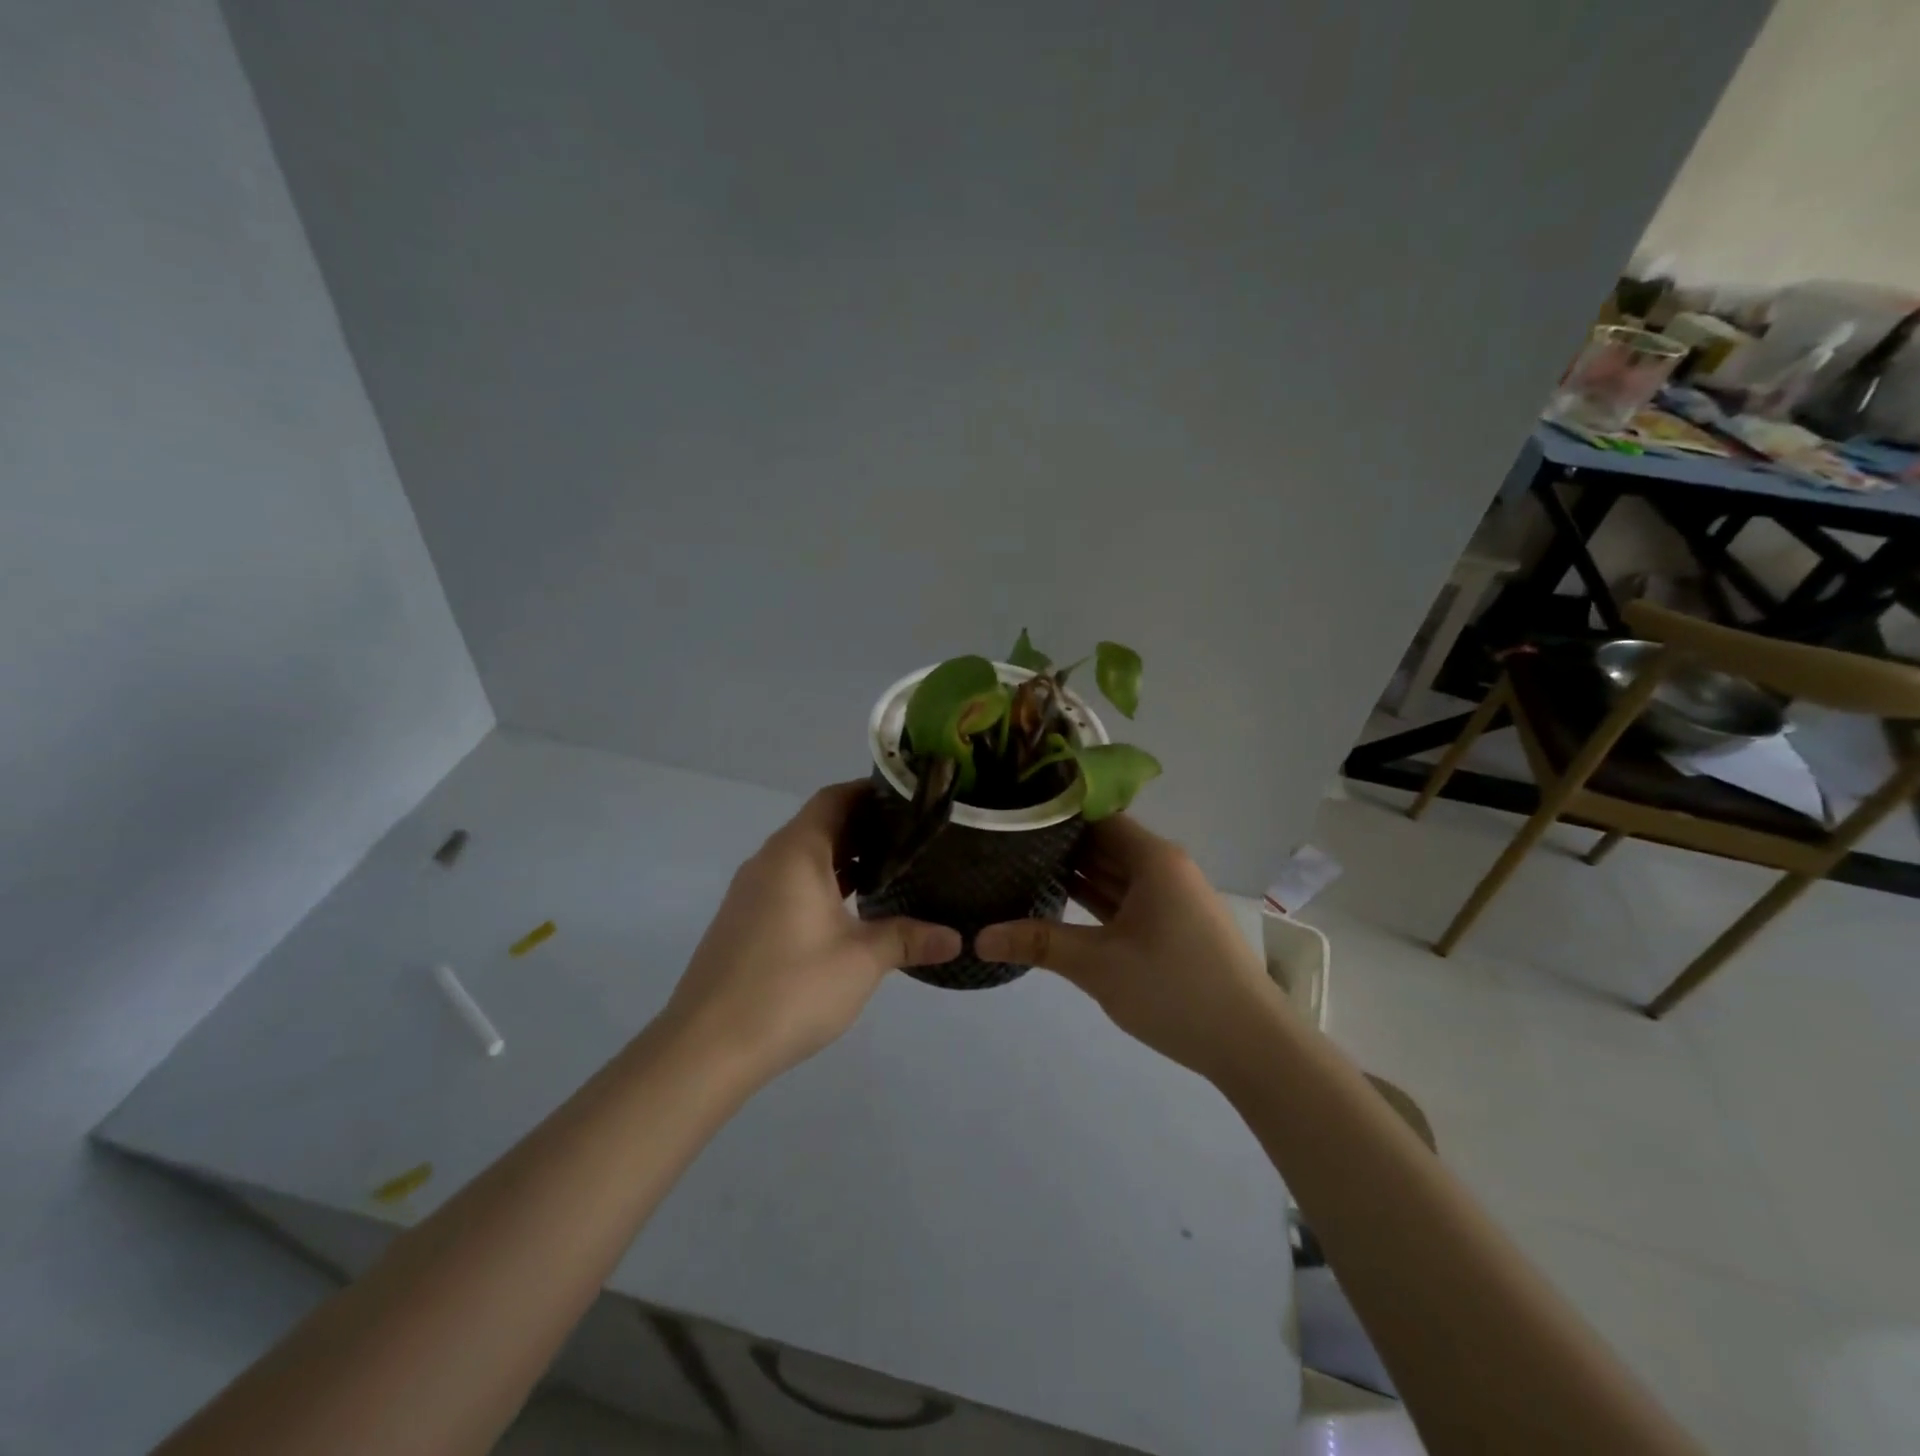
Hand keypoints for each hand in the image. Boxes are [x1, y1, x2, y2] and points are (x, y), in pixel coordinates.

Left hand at [663, 782, 961, 1081]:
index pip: (834, 798)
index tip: (909, 799)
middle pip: (819, 824)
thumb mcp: (861, 961)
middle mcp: (769, 860)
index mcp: (796, 852)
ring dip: (843, 858)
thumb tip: (956, 938)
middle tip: (912, 837)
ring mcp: (751, 891)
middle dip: (864, 827)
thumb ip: (908, 939)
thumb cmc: (791, 987)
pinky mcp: (744, 920)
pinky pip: (789, 883)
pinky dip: (821, 883)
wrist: (707, 1045)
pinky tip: (850, 911)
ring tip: (890, 870)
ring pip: (803, 856)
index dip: (870, 791)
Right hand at [976, 816, 1278, 1084]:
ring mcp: (1171, 898)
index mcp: (1153, 858)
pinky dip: (1096, 900)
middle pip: (1105, 843)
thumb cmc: (1174, 989)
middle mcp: (1164, 867)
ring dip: (1076, 874)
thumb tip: (978, 937)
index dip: (1055, 813)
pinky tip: (1059, 904)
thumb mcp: (1098, 965)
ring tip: (1020, 869)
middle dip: (1059, 845)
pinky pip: (1127, 899)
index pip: (1096, 816)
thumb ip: (1038, 944)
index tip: (1013, 814)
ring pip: (1115, 873)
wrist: (1251, 1044)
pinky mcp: (1173, 925)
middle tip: (1004, 843)